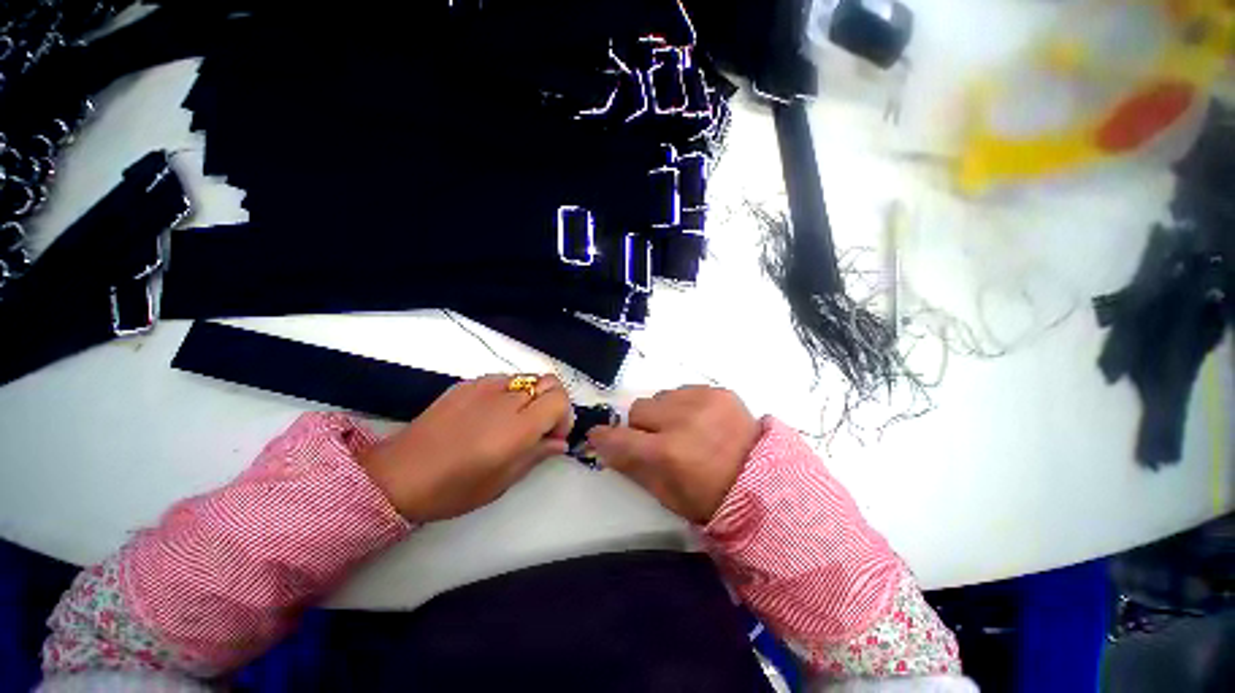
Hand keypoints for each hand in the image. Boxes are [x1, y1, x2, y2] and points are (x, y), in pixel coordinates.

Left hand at [359, 374, 573, 522]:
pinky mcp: (468, 383)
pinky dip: (509, 392)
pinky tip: (489, 415)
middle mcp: (506, 398)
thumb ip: (537, 455)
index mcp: (517, 427)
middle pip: (550, 382)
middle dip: (552, 402)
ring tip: (512, 421)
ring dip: (531, 396)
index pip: (560, 400)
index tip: (551, 436)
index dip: (564, 417)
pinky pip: (503, 379)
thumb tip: (559, 443)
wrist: (398, 474)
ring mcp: (485, 386)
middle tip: (538, 427)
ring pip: (528, 378)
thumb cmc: (453, 488)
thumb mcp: (502, 481)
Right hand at [587, 386, 760, 523]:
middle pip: (638, 409)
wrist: (765, 482)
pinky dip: (683, 405)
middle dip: (641, 426)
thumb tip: (602, 445)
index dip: (604, 438)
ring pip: (660, 397)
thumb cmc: (711, 498)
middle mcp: (683, 420)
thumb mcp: (667, 494)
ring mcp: (703, 401)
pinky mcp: (719, 391)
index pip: (620, 438)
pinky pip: (683, 390)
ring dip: (663, 413)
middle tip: (657, 440)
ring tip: (683, 429)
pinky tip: (699, 421)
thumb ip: (632, 466)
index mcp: (669, 453)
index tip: (599, 436)